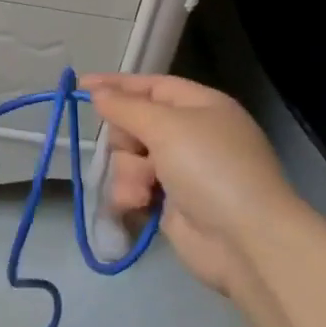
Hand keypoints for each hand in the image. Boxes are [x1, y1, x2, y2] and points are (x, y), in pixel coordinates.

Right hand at [82, 74, 301, 297]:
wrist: (246, 241)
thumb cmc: (210, 169)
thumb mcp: (166, 127)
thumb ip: (126, 107)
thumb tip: (98, 93)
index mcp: (200, 106)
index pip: (150, 86)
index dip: (116, 85)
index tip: (79, 87)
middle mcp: (191, 135)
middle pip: (135, 124)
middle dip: (126, 140)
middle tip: (134, 151)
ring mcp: (181, 171)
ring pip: (130, 160)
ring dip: (129, 174)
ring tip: (143, 192)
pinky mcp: (171, 204)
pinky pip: (135, 189)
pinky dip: (133, 196)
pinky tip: (141, 207)